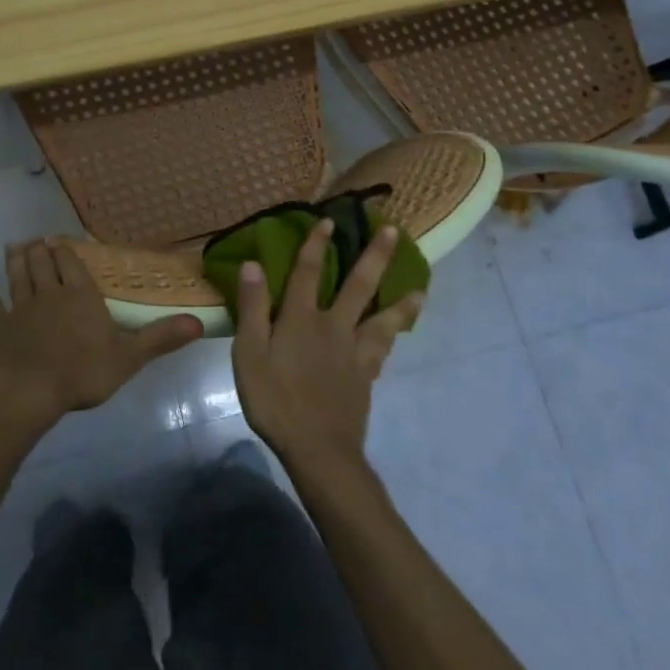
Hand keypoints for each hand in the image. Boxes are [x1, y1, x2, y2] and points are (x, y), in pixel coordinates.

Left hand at [0, 240, 202, 429]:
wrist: (26, 393)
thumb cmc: (80, 373)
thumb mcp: (129, 358)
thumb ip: (160, 338)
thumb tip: (199, 322)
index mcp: (79, 296)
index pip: (71, 264)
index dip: (65, 251)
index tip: (60, 240)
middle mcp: (48, 293)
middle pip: (42, 263)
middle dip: (39, 249)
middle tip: (36, 240)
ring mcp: (18, 308)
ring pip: (16, 276)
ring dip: (15, 260)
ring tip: (14, 247)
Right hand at [231, 218, 422, 472]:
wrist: (318, 449)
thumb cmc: (275, 400)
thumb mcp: (249, 354)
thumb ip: (252, 308)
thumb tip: (254, 264)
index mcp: (301, 319)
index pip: (307, 272)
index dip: (315, 245)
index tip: (328, 220)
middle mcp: (333, 326)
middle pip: (358, 286)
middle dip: (375, 256)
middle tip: (393, 231)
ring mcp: (354, 352)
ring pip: (383, 318)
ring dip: (400, 301)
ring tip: (419, 288)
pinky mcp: (366, 376)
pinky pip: (383, 349)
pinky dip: (393, 336)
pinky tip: (398, 333)